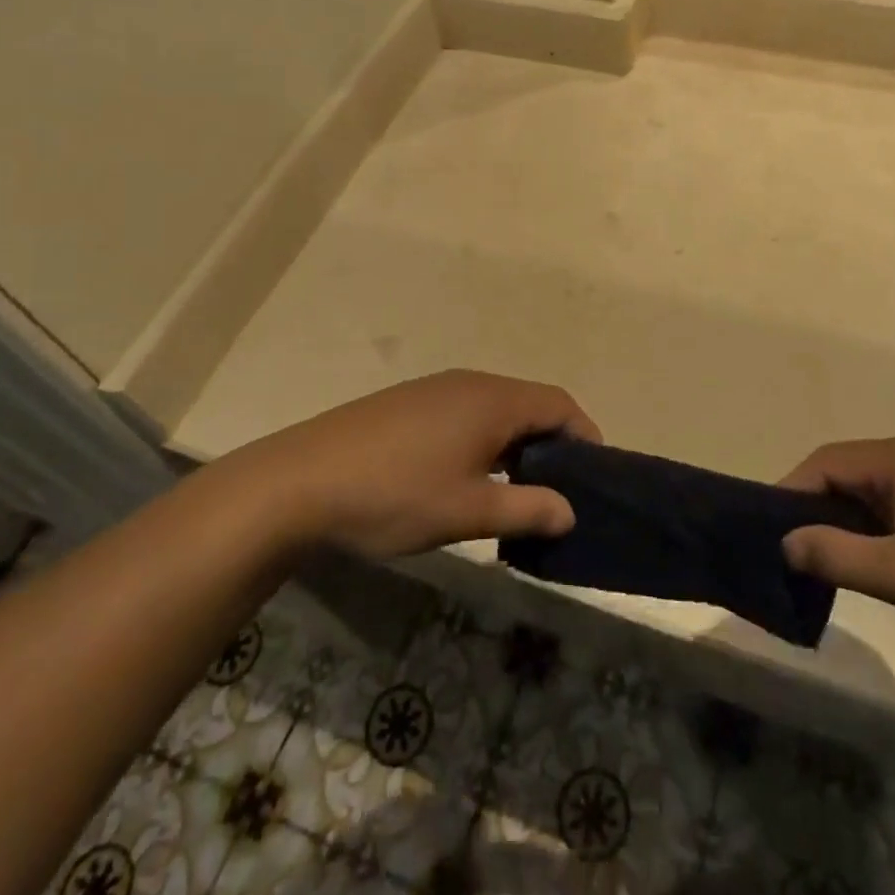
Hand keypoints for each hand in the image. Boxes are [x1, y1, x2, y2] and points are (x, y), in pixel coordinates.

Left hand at [241, 370, 599, 559]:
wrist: (299, 481)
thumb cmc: (395, 495)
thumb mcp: (468, 510)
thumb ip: (527, 509)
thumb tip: (571, 511)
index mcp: (493, 400)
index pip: (559, 404)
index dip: (585, 435)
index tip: (595, 476)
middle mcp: (469, 383)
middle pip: (529, 403)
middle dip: (551, 444)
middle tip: (557, 492)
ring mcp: (434, 389)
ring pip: (495, 410)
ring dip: (515, 444)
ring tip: (515, 491)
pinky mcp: (407, 404)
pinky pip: (465, 414)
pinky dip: (483, 440)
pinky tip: (465, 478)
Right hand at [781, 437, 894, 672]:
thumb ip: (837, 555)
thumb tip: (785, 542)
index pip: (825, 462)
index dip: (789, 494)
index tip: (768, 534)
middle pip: (849, 473)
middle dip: (817, 510)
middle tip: (794, 554)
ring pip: (877, 493)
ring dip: (850, 524)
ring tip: (831, 565)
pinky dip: (882, 530)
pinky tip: (882, 565)